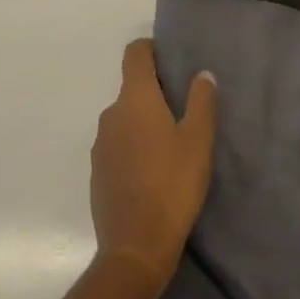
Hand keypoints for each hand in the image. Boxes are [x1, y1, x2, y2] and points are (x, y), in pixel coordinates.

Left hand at [90, 40, 216, 293]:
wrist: (134, 249)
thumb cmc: (172, 186)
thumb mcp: (198, 142)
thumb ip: (202, 102)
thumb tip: (202, 74)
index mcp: (135, 99)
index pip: (135, 53)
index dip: (151, 50)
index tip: (171, 61)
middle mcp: (111, 113)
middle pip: (131, 87)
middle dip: (154, 92)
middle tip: (182, 110)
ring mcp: (101, 143)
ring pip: (124, 118)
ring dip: (143, 122)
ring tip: (170, 145)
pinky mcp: (97, 171)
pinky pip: (117, 145)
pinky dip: (133, 147)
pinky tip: (152, 172)